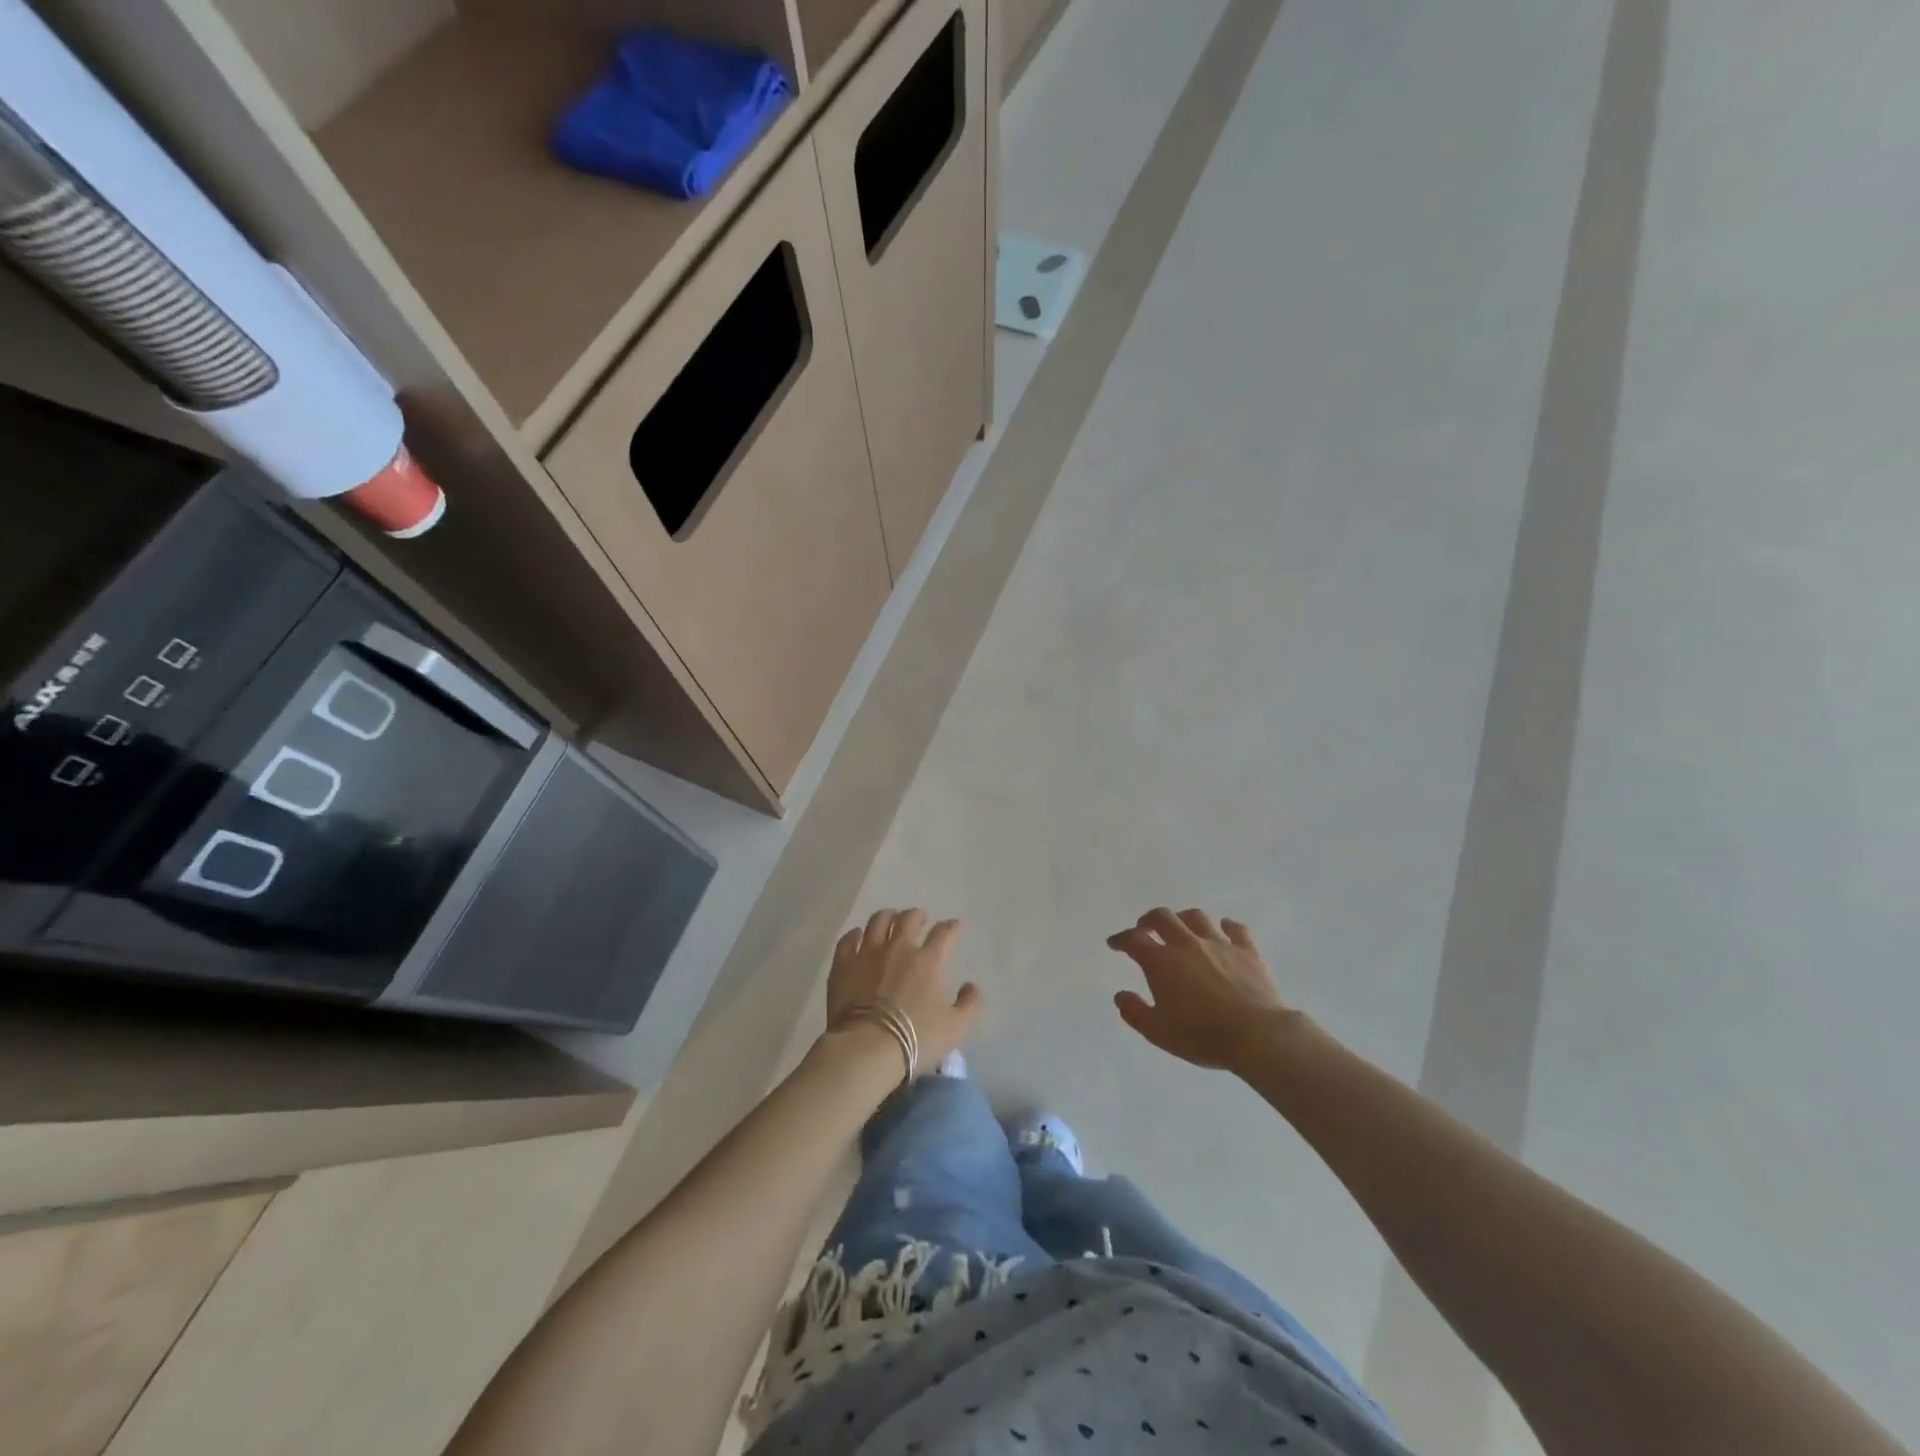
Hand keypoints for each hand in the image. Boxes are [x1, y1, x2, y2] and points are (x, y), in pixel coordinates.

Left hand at [825, 909, 980, 1069]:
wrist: (867, 1048)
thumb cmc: (916, 1038)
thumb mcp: (955, 1028)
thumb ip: (969, 1005)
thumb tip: (971, 986)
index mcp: (928, 960)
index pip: (944, 933)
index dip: (951, 927)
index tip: (954, 926)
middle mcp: (899, 948)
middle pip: (908, 919)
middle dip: (917, 916)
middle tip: (919, 919)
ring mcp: (868, 953)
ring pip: (878, 921)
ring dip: (888, 916)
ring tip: (890, 919)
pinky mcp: (843, 964)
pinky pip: (849, 939)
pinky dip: (855, 934)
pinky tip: (858, 936)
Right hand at [1107, 908, 1293, 1070]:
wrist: (1257, 1035)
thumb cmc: (1202, 1035)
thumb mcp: (1158, 1032)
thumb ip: (1135, 1012)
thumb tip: (1120, 995)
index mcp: (1162, 961)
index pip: (1134, 940)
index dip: (1121, 939)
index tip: (1115, 944)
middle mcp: (1187, 944)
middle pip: (1163, 917)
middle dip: (1149, 920)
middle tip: (1145, 928)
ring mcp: (1219, 944)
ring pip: (1196, 917)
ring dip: (1183, 919)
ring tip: (1181, 928)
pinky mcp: (1247, 950)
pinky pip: (1236, 929)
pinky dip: (1226, 926)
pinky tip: (1224, 930)